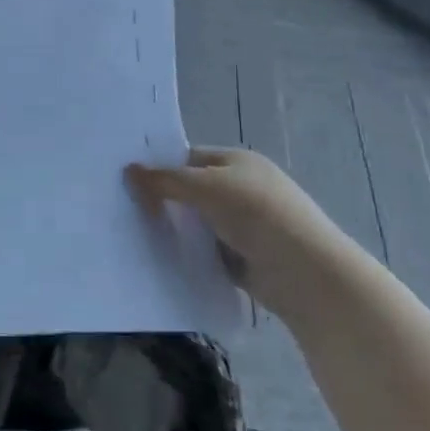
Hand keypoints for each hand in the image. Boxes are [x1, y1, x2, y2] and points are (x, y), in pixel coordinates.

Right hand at [126, 148, 341, 311]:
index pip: (189, 157)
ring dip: (176, 228)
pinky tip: (162, 257)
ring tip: (134, 233)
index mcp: (237, 161)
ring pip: (198, 222)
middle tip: (123, 207)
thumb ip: (166, 180)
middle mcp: (241, 188)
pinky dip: (190, 253)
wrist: (306, 273)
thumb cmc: (256, 214)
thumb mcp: (205, 187)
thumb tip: (129, 170)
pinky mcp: (244, 257)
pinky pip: (207, 250)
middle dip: (164, 198)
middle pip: (192, 189)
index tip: (127, 180)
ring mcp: (245, 224)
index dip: (161, 166)